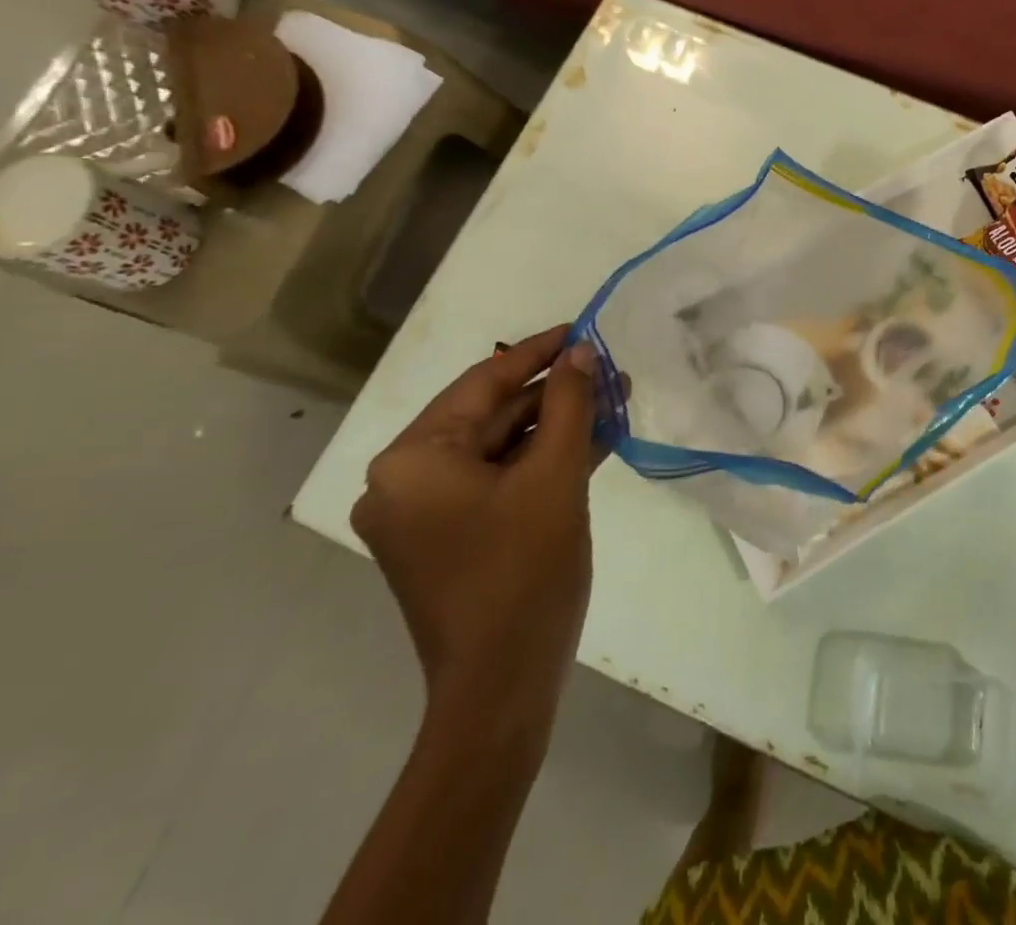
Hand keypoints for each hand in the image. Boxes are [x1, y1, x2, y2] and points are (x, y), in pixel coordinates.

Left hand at [351, 326, 599, 743]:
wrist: (503, 688)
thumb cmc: (525, 572)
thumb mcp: (556, 476)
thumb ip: (570, 404)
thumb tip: (583, 352)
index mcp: (412, 459)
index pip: (483, 382)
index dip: (539, 351)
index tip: (583, 327)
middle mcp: (403, 480)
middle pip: (491, 415)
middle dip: (555, 393)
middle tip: (610, 370)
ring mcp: (423, 512)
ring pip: (499, 448)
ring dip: (555, 426)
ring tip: (612, 400)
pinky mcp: (447, 536)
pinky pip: (497, 480)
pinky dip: (541, 461)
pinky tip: (592, 441)